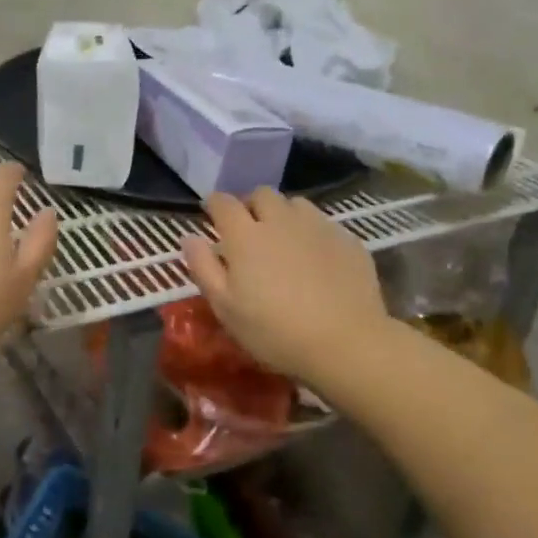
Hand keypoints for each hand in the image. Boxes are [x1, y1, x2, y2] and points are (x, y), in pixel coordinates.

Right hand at [181, 187, 390, 386]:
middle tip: (248, 230)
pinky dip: (311, 232)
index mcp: (245, 235)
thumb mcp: (225, 307)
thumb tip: (189, 237)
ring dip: (283, 214)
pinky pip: (323, 223)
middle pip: (262, 194)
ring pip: (295, 204)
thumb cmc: (273, 330)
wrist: (345, 342)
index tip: (211, 215)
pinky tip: (314, 258)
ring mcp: (318, 227)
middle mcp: (280, 220)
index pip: (223, 202)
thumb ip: (203, 267)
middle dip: (250, 205)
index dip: (214, 205)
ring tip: (283, 240)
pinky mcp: (347, 239)